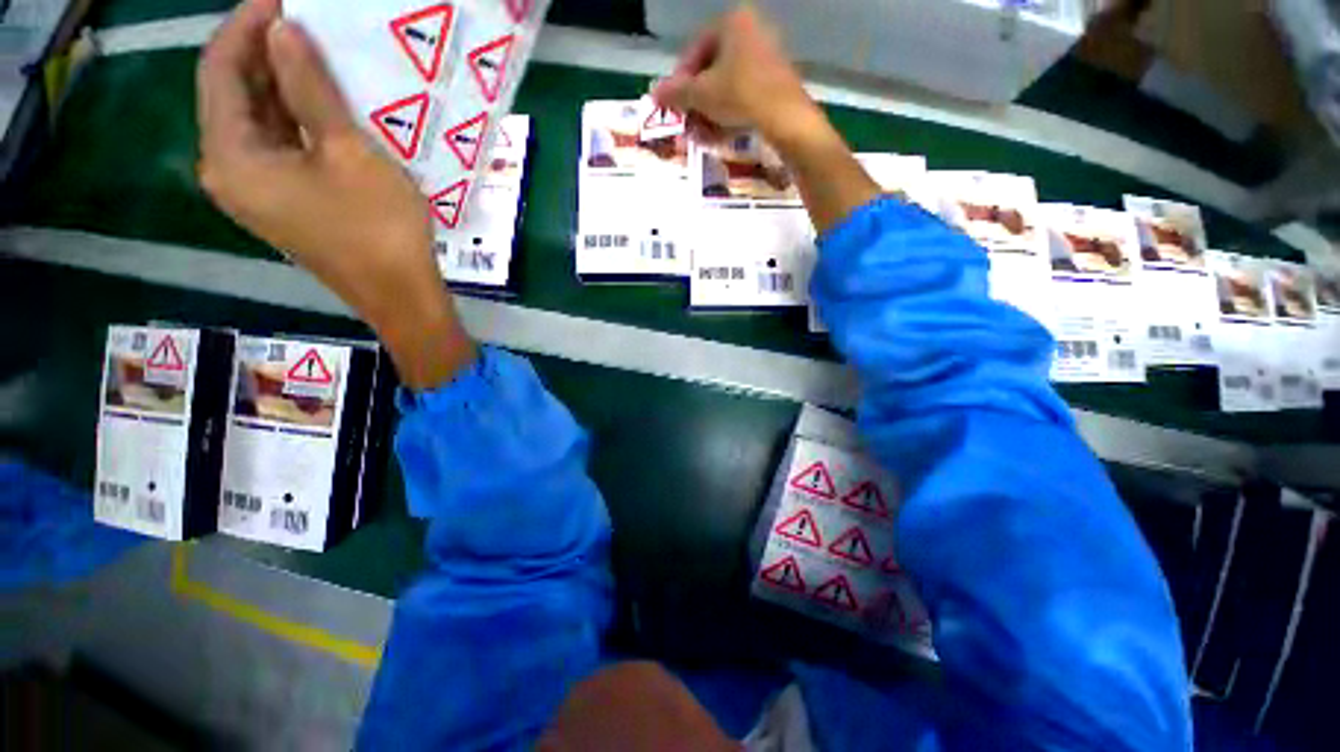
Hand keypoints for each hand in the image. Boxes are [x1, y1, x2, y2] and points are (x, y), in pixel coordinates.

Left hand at [197, 0, 474, 388]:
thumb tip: (282, 31)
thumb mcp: (349, 152)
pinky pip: (277, 146)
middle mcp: (229, 171)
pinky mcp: (282, 202)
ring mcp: (255, 190)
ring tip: (320, 56)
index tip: (285, 0)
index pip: (220, 69)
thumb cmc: (379, 228)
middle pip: (233, 94)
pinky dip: (296, 118)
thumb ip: (310, 89)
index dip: (247, 26)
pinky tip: (325, 103)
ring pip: (257, 120)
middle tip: (308, 24)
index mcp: (232, 156)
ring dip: (284, 85)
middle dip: (265, 53)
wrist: (400, 295)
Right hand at [650, 6, 823, 150]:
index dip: (680, 82)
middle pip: (711, 71)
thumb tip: (654, 93)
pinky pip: (744, 95)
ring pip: (727, 87)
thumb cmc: (739, 95)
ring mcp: (767, 56)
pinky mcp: (776, 81)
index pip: (694, 52)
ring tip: (701, 136)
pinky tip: (719, 136)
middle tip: (687, 123)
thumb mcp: (701, 95)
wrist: (785, 117)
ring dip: (709, 113)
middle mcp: (752, 30)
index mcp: (732, 21)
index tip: (674, 106)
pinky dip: (729, 114)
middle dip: (696, 103)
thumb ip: (676, 92)